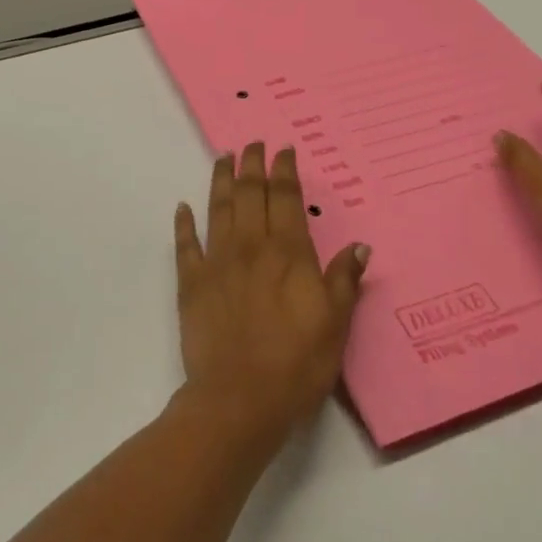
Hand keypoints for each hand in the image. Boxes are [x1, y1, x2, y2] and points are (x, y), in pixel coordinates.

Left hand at [172, 144, 369, 448]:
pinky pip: (185, 244)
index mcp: (287, 254)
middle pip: (250, 194)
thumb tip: (358, 245)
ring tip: (222, 158)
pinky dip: (183, 223)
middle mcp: (250, 247)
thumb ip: (343, 281)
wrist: (239, 398)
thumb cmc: (296, 364)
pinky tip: (182, 207)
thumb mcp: (335, 325)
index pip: (285, 199)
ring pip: (219, 209)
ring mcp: (216, 262)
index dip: (284, 171)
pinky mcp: (191, 283)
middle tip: (252, 143)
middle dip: (252, 164)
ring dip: (221, 181)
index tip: (283, 150)